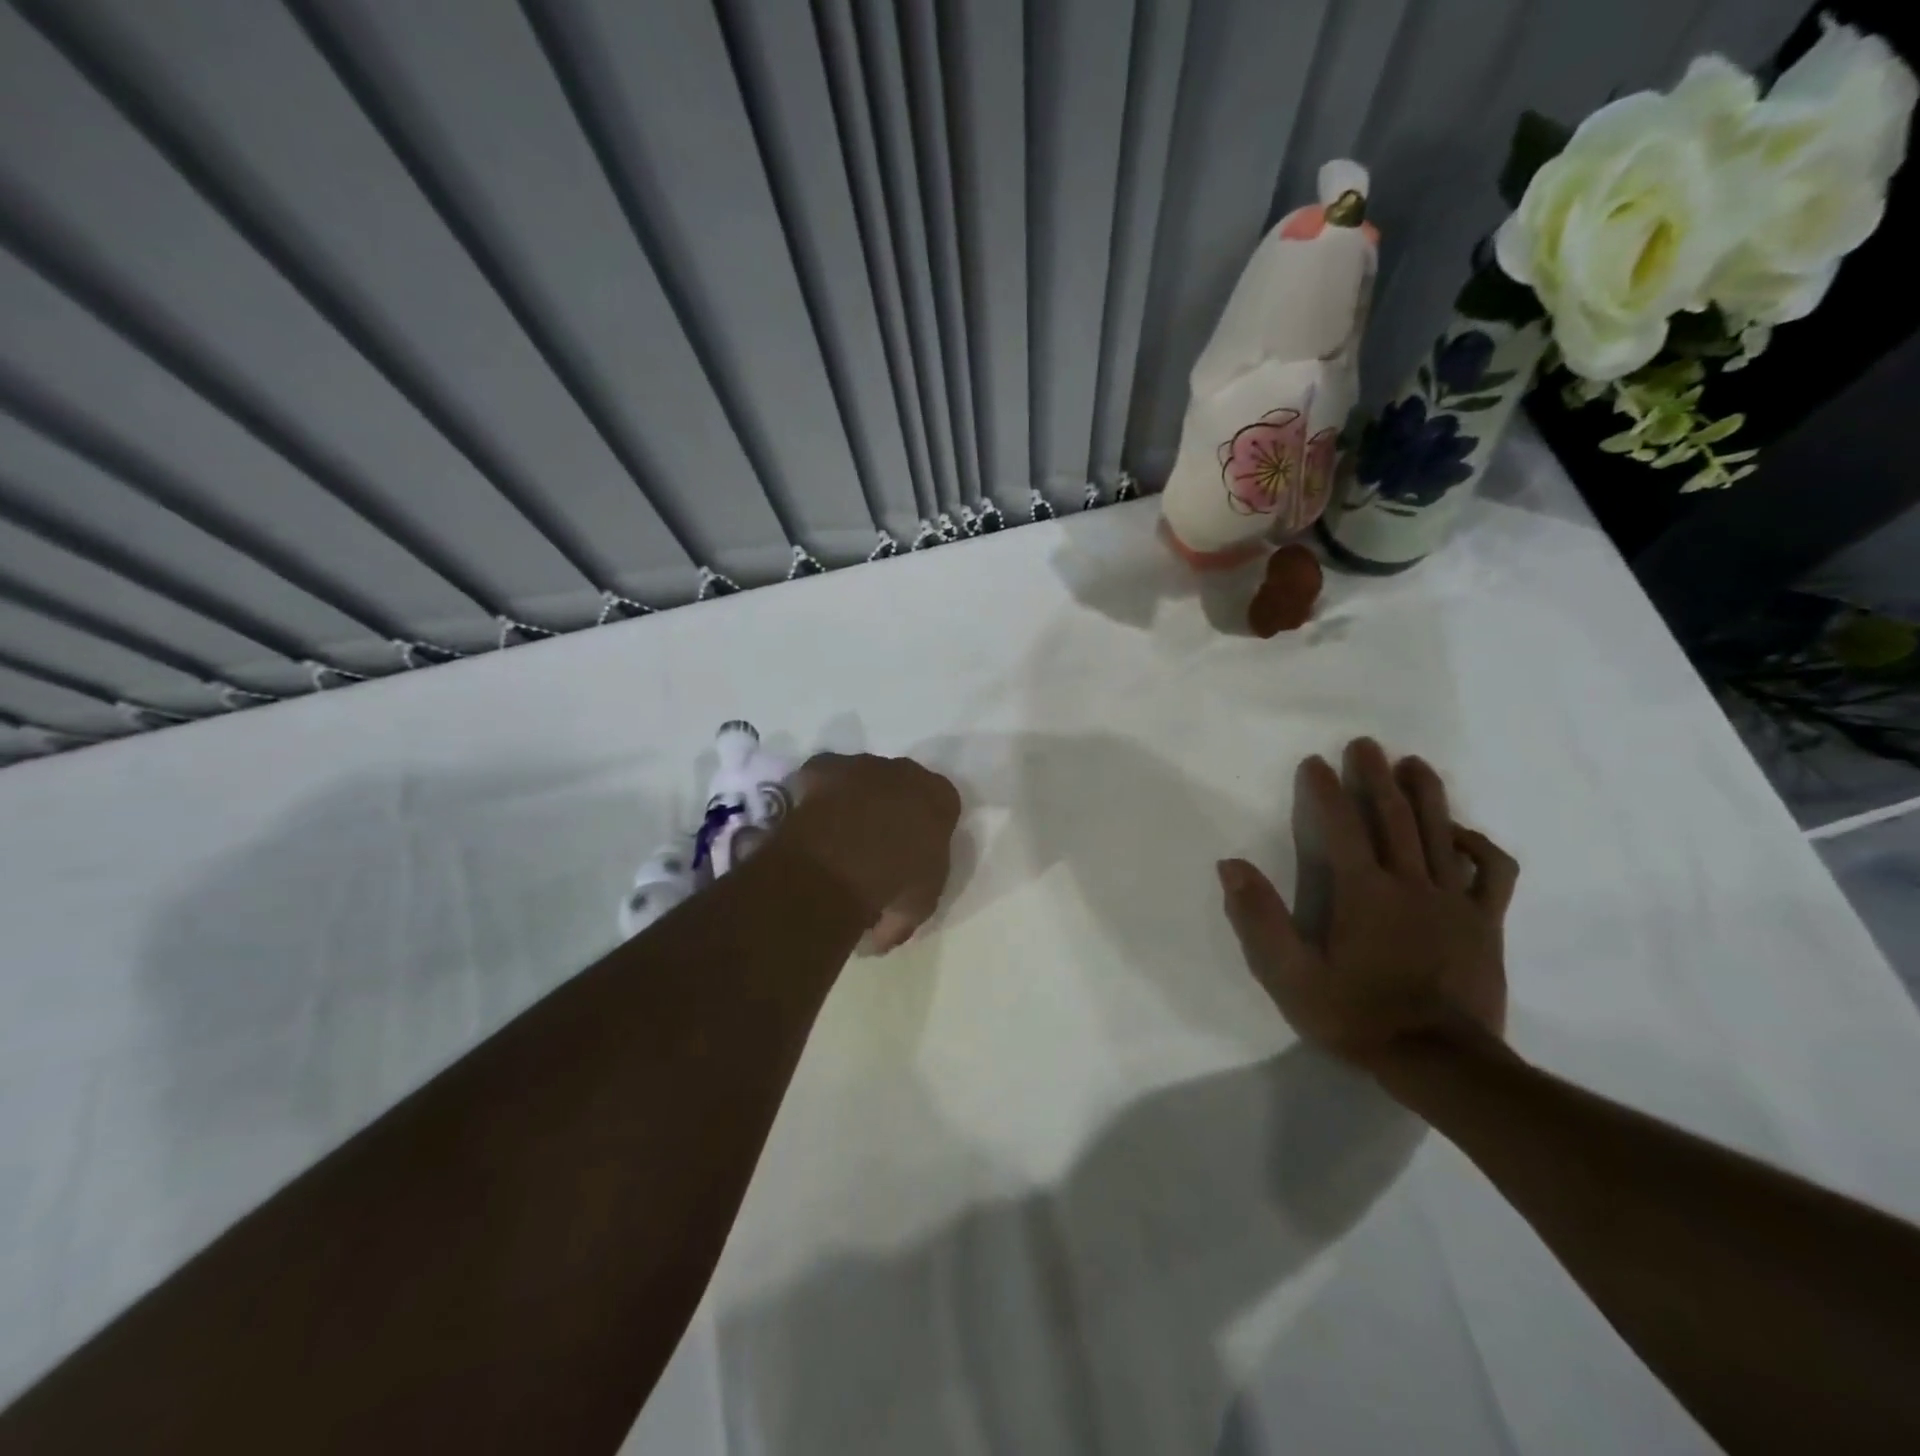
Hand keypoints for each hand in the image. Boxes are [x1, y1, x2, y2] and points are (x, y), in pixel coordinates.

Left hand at [780, 752, 961, 952]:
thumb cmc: (894, 884)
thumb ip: (906, 908)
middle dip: (890, 807)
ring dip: (853, 798)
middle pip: (901, 785)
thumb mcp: (916, 908)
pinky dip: (816, 794)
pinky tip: (809, 820)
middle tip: (872, 844)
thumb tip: (880, 933)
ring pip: (861, 778)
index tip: (910, 853)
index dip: (925, 828)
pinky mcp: (825, 766)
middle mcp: (906, 772)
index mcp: (941, 799)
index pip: (942, 804)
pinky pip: (822, 776)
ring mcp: (863, 765)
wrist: (843, 862)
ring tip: (835, 835)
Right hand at [1217, 738, 1517, 1069]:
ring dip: (1426, 794)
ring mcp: (1454, 901)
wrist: (1441, 1063)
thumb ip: (1260, 920)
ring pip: (1442, 833)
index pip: (1340, 826)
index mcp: (1363, 892)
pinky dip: (1480, 846)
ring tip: (1415, 764)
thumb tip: (1231, 866)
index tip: (1313, 762)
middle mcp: (1410, 884)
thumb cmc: (1357, 1017)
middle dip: (1377, 776)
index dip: (1325, 790)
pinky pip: (1492, 873)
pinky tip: (1463, 834)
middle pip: (1394, 817)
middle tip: (1366, 745)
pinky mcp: (1486, 923)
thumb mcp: (1290, 977)